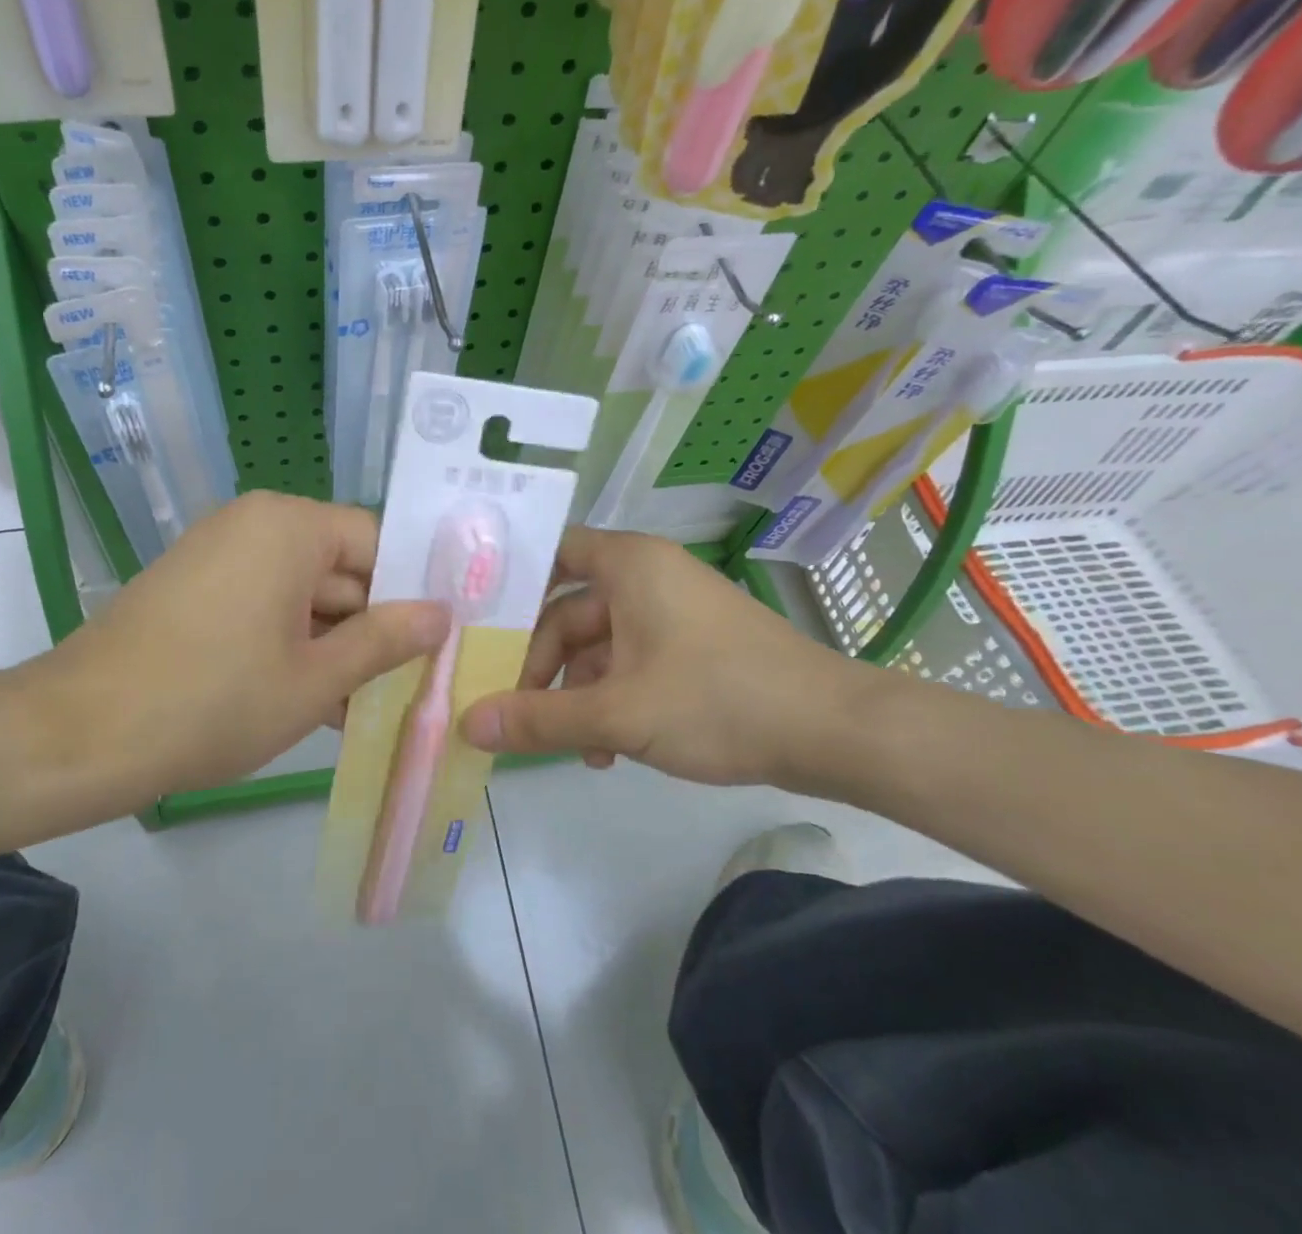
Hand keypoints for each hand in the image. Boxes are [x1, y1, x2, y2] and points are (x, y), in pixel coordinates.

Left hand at [11, 492, 448, 827]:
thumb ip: (386, 640)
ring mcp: (218, 555)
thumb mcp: (315, 678)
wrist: (78, 736)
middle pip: (339, 567)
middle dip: (372, 627)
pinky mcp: (194, 589)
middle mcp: (254, 524)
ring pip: (302, 594)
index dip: (410, 591)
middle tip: (412, 683)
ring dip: (333, 646)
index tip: (438, 641)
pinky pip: (263, 606)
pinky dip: (291, 646)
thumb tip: (442, 615)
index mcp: (289, 526)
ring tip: (368, 705)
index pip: (376, 542)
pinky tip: (315, 701)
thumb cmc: (214, 701)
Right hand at [459, 527, 872, 790]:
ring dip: (578, 694)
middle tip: (518, 713)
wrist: (836, 732)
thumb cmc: (718, 699)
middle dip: (544, 666)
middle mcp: (648, 576)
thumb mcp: (618, 713)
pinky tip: (609, 750)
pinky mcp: (694, 646)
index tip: (478, 626)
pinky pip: (634, 662)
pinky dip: (614, 699)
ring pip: (601, 645)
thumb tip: (466, 724)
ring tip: (572, 747)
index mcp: (629, 564)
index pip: (552, 551)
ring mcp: (673, 612)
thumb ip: (538, 719)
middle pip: (569, 611)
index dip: (513, 583)